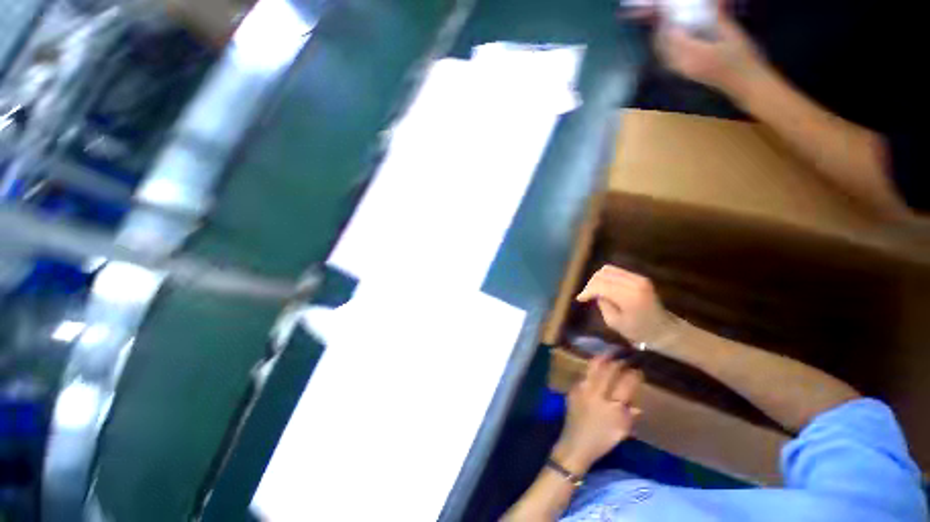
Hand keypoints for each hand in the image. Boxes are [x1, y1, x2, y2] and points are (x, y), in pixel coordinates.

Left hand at [554, 354, 642, 472]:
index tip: (638, 369)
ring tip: (610, 353)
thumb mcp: (622, 430)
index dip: (633, 374)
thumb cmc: (602, 440)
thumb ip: (630, 414)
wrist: (575, 443)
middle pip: (608, 370)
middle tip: (623, 354)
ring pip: (594, 367)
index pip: (626, 384)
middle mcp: (597, 393)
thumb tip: (636, 403)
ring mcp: (583, 388)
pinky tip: (596, 366)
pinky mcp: (573, 388)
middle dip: (617, 361)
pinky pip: (585, 374)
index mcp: (612, 406)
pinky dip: (592, 368)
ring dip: (603, 359)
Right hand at [577, 265, 668, 344]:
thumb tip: (594, 293)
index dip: (587, 291)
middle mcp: (634, 283)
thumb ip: (602, 304)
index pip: (600, 286)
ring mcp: (638, 278)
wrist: (663, 329)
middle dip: (591, 284)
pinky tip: (604, 288)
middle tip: (587, 296)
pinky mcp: (639, 277)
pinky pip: (616, 271)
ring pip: (608, 270)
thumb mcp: (614, 322)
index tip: (580, 299)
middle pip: (603, 275)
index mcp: (629, 297)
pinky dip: (606, 278)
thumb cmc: (638, 330)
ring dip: (598, 279)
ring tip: (594, 291)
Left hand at [655, 9, 770, 99]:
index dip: (668, 24)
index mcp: (694, 54)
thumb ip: (718, 18)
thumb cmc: (742, 59)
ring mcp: (684, 72)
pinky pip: (670, 62)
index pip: (673, 37)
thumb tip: (712, 2)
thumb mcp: (732, 34)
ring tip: (667, 29)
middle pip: (664, 48)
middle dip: (661, 33)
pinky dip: (667, 51)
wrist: (745, 85)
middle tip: (664, 20)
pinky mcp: (687, 75)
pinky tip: (674, 43)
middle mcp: (683, 65)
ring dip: (662, 43)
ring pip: (665, 57)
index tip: (667, 13)